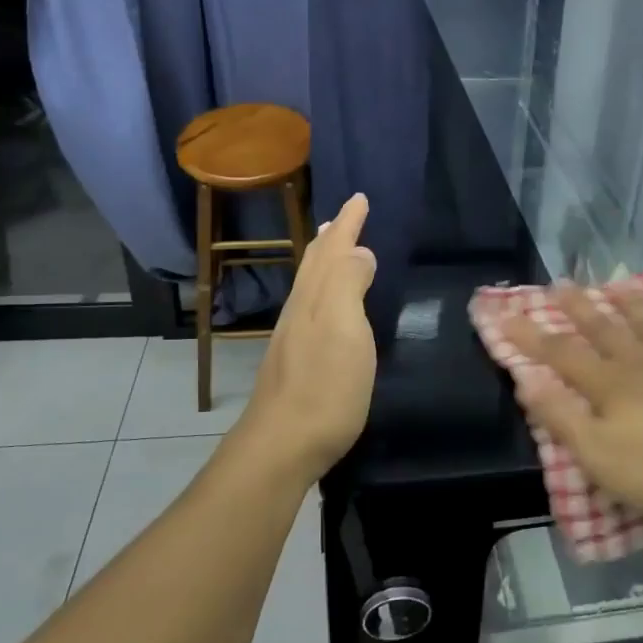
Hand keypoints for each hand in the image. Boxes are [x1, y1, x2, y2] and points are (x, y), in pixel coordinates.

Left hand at [234, 192, 377, 486]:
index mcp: (314, 297)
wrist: (282, 444)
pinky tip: (329, 306)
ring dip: (325, 261)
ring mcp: (294, 337)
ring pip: (311, 285)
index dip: (347, 223)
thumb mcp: (345, 329)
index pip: (332, 248)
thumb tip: (359, 251)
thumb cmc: (324, 385)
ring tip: (335, 250)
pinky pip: (312, 308)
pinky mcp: (295, 361)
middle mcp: (300, 310)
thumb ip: (349, 285)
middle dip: (332, 237)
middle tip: (344, 217)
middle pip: (316, 263)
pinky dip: (324, 291)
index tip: (360, 198)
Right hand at [504, 282, 642, 527]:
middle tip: (559, 283)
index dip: (529, 335)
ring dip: (630, 303)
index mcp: (612, 386)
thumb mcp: (602, 458)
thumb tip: (526, 379)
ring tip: (615, 283)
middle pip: (604, 329)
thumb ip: (562, 418)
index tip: (504, 313)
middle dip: (578, 308)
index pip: (560, 355)